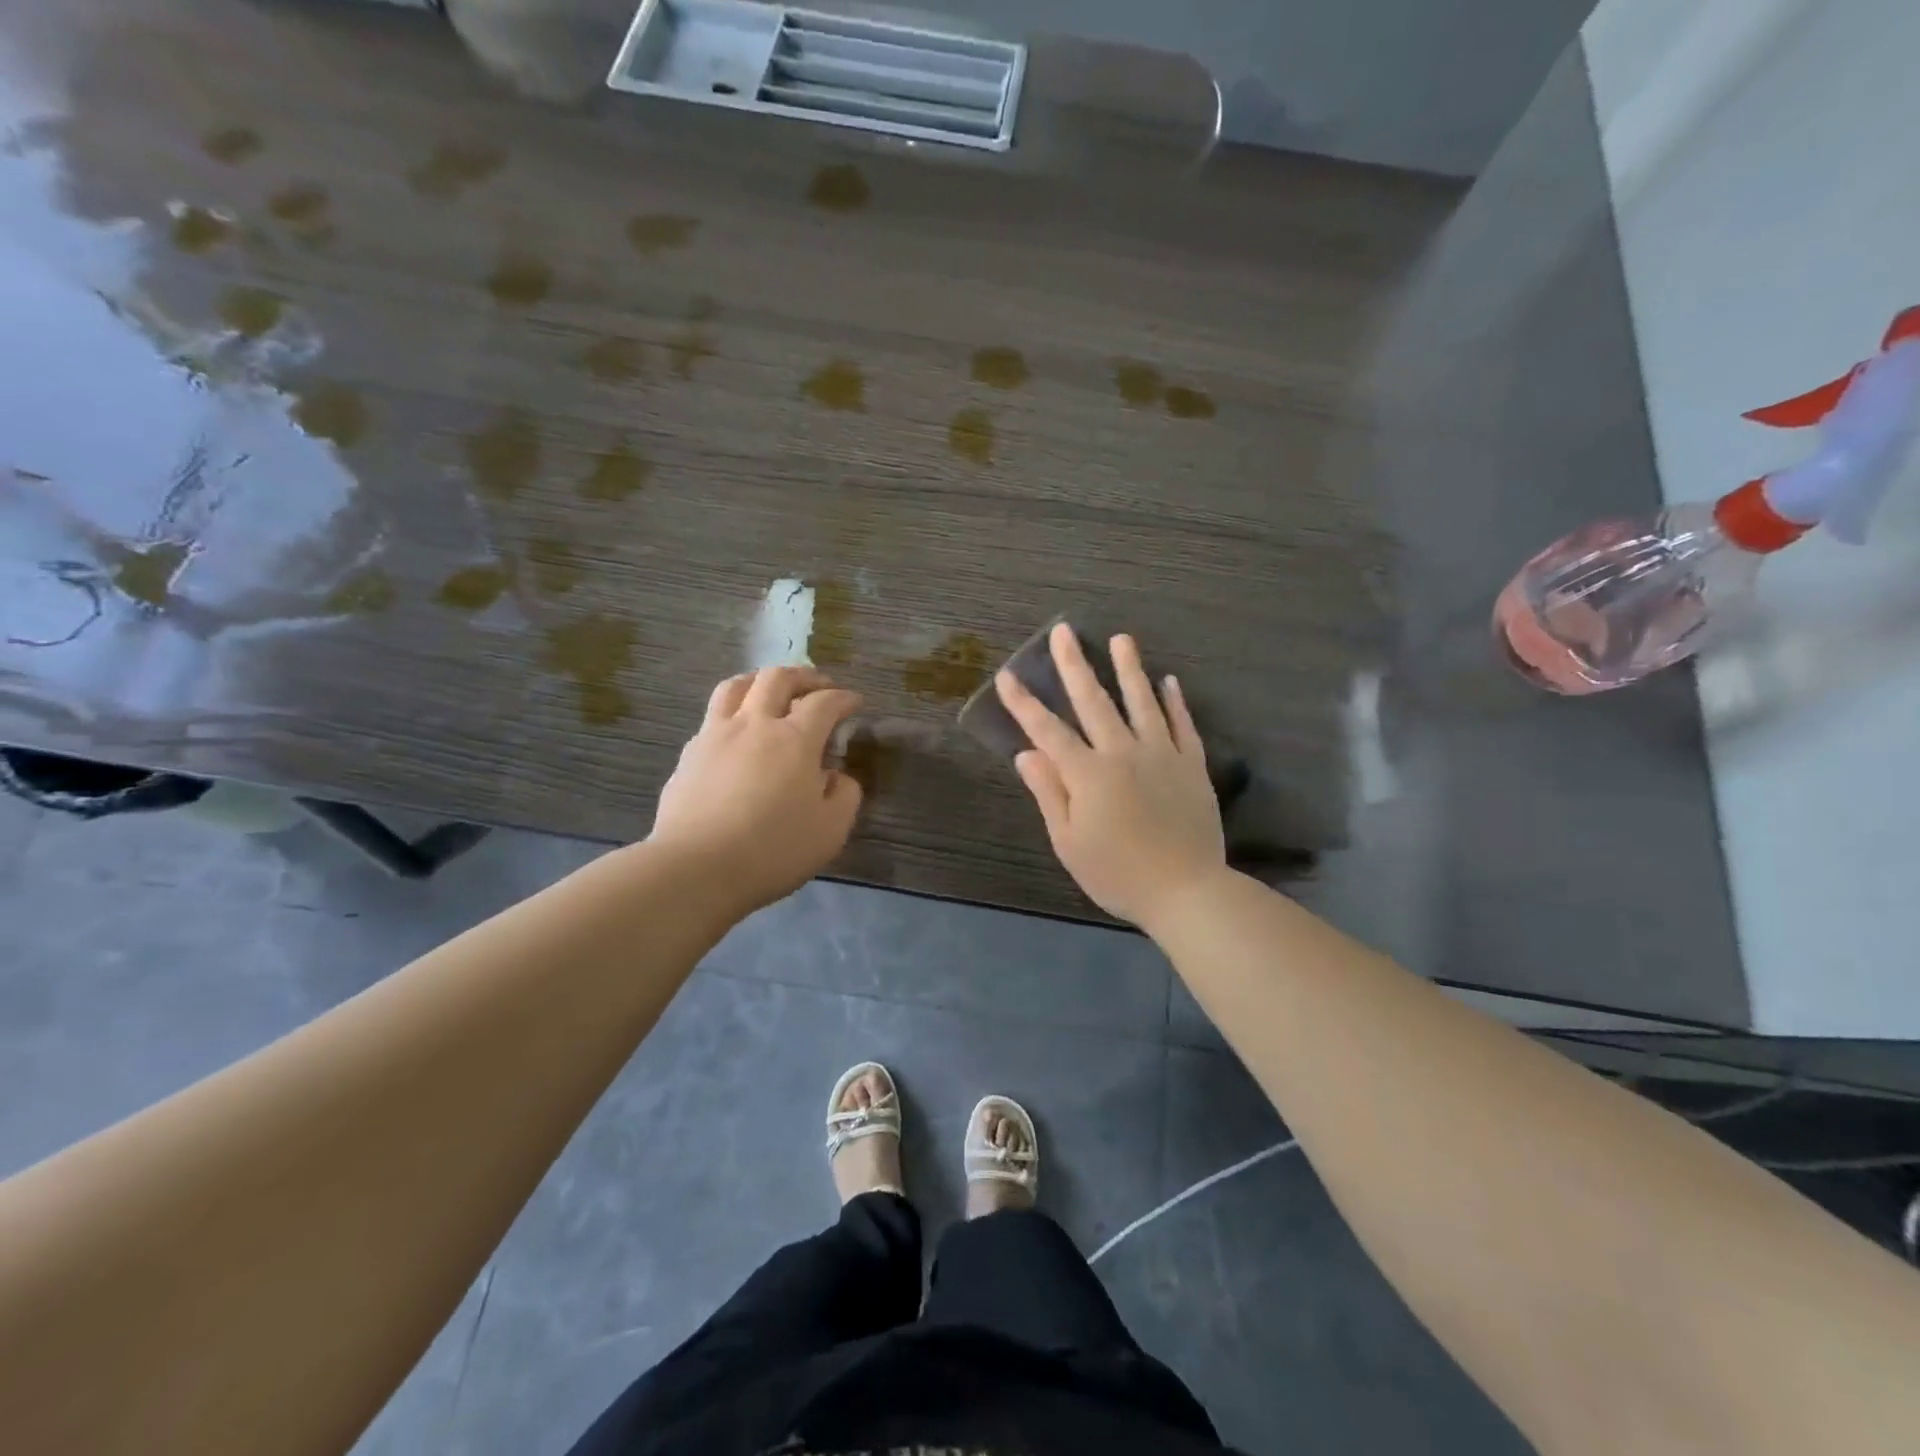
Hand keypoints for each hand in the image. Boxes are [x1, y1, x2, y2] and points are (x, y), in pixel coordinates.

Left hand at [650, 666, 863, 911]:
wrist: (696, 869)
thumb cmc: (773, 850)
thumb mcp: (830, 830)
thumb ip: (844, 795)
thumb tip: (837, 776)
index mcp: (795, 739)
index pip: (824, 703)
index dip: (843, 698)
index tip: (854, 702)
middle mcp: (754, 724)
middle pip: (777, 678)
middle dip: (804, 676)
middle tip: (819, 685)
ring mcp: (715, 735)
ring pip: (736, 686)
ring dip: (760, 680)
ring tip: (771, 691)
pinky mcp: (689, 755)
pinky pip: (713, 717)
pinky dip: (734, 713)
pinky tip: (738, 733)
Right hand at [995, 624, 1225, 928]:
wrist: (1186, 891)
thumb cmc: (1117, 874)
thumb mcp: (1069, 843)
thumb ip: (1049, 793)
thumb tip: (1026, 754)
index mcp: (1088, 774)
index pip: (1047, 730)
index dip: (1024, 703)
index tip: (1007, 675)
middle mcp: (1123, 752)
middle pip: (1094, 701)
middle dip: (1074, 665)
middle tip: (1064, 631)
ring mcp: (1162, 755)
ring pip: (1142, 702)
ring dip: (1129, 668)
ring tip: (1122, 638)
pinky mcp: (1192, 765)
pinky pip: (1182, 724)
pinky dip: (1175, 701)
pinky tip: (1169, 681)